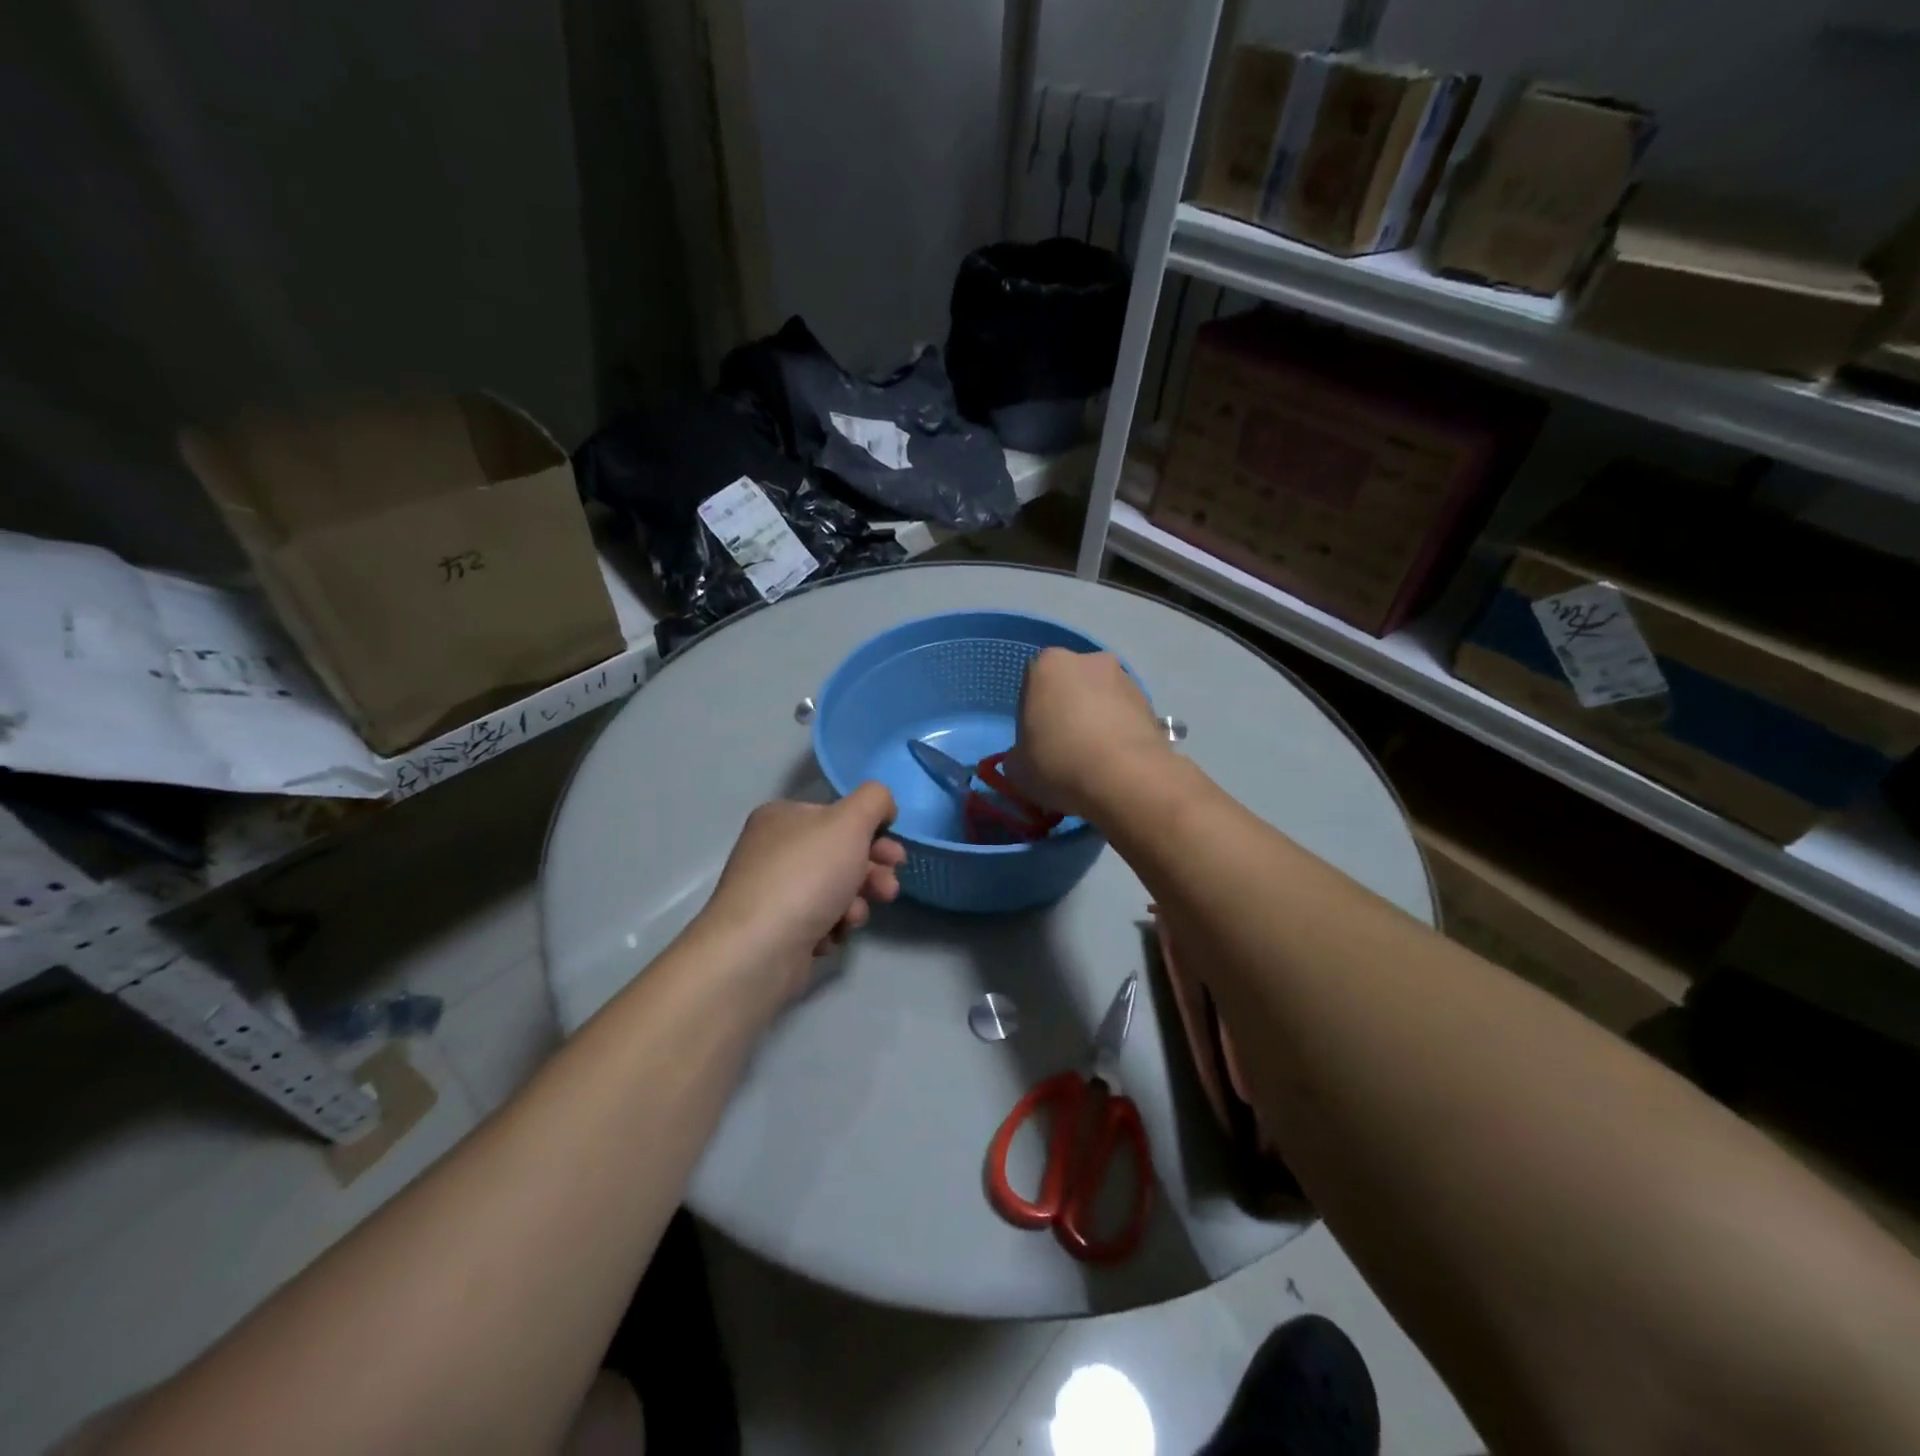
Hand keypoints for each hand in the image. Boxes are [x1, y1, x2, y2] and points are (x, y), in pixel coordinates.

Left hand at [698, 783, 905, 1001]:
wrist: (759, 949)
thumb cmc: (807, 875)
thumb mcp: (850, 822)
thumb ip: (874, 800)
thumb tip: (883, 805)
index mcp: (783, 817)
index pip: (838, 816)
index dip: (873, 833)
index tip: (897, 856)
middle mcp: (773, 849)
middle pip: (839, 855)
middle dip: (871, 873)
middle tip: (888, 890)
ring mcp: (773, 891)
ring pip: (834, 891)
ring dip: (854, 904)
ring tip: (853, 918)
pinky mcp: (776, 929)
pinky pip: (818, 921)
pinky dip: (831, 927)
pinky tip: (829, 935)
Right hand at [1009, 648, 1168, 819]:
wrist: (1126, 779)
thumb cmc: (1059, 763)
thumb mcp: (1017, 768)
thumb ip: (1017, 754)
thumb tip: (1026, 757)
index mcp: (1048, 664)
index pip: (1031, 684)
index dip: (1031, 714)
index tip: (1035, 741)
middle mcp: (1089, 660)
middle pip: (1069, 685)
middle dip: (1066, 710)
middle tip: (1063, 748)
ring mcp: (1125, 678)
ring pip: (1100, 698)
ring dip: (1095, 720)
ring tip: (1093, 760)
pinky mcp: (1151, 703)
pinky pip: (1124, 716)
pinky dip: (1119, 732)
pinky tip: (1115, 763)